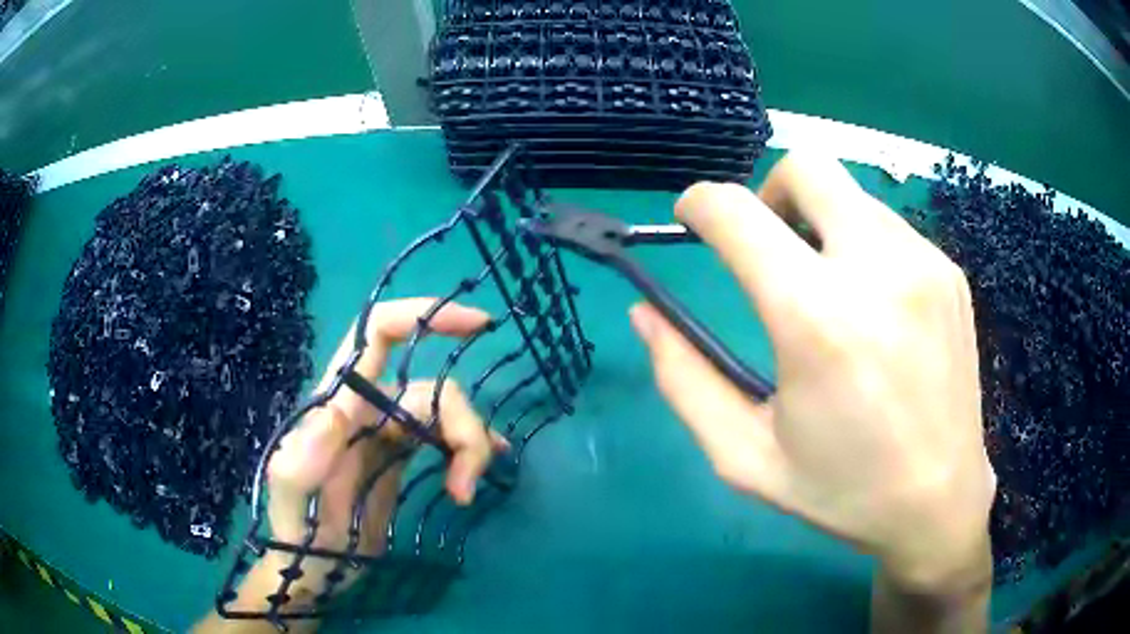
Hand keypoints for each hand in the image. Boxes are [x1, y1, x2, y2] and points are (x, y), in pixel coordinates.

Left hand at [260, 299, 506, 599]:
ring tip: (466, 493)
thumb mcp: (290, 504)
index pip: (378, 335)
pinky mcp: (401, 456)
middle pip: (431, 390)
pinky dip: (470, 448)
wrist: (310, 568)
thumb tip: (334, 413)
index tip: (478, 325)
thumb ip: (299, 463)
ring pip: (445, 414)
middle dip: (463, 428)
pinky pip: (445, 437)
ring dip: (470, 447)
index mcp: (337, 405)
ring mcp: (385, 432)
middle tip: (466, 486)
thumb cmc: (296, 538)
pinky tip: (482, 470)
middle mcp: (364, 408)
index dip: (424, 315)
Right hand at [630, 153, 995, 594]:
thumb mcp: (744, 455)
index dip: (700, 204)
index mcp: (816, 319)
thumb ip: (684, 378)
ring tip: (827, 289)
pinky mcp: (950, 272)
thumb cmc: (841, 490)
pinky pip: (888, 226)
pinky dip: (861, 244)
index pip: (737, 212)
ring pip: (850, 193)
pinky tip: (873, 306)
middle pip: (804, 167)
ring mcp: (924, 262)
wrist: (939, 502)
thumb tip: (646, 314)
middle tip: (767, 250)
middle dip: (766, 193)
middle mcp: (877, 269)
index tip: (692, 222)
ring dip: (819, 222)